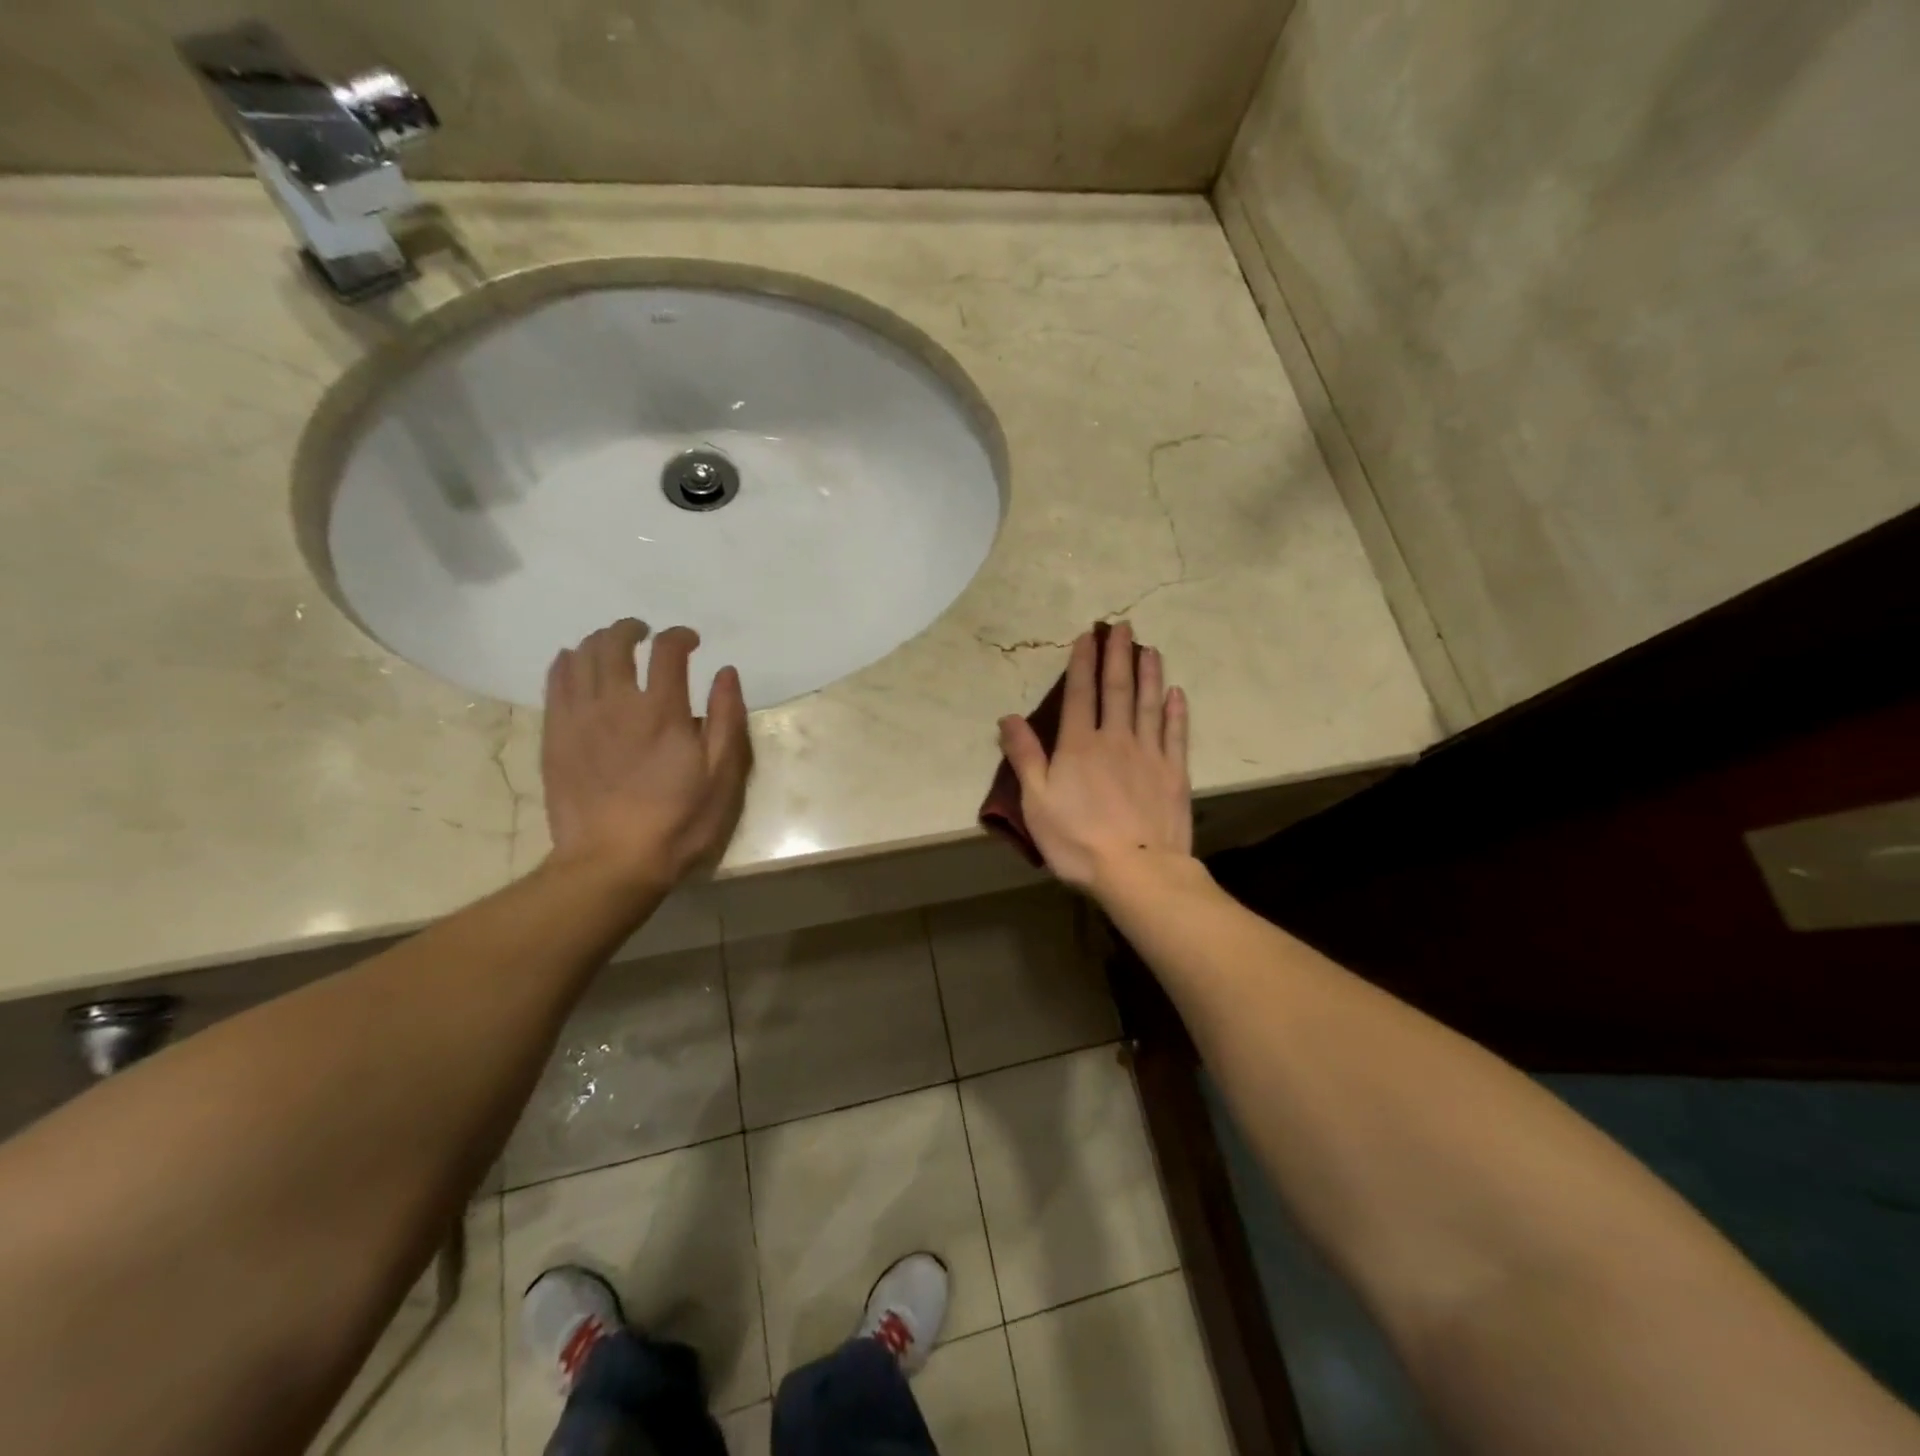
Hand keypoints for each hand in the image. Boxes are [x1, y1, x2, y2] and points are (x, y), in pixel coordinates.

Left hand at [540, 619, 751, 888]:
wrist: (612, 862)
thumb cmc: (679, 821)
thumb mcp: (722, 775)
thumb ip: (728, 718)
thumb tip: (725, 672)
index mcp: (662, 710)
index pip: (668, 650)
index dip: (681, 636)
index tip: (692, 641)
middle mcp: (616, 703)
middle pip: (615, 643)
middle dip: (632, 629)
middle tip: (646, 634)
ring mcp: (579, 718)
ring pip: (580, 657)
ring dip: (599, 642)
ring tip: (613, 646)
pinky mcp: (555, 736)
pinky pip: (554, 683)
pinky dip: (566, 663)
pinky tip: (573, 663)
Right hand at [998, 621, 1192, 894]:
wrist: (1137, 870)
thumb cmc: (1077, 839)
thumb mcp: (1035, 801)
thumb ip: (1024, 756)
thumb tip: (1007, 717)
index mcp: (1079, 745)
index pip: (1080, 693)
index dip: (1083, 662)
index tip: (1088, 636)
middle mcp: (1116, 739)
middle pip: (1118, 689)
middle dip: (1119, 655)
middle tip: (1124, 626)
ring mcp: (1149, 754)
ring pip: (1150, 704)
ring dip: (1149, 674)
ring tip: (1150, 648)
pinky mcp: (1174, 773)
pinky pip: (1176, 734)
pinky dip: (1176, 711)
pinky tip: (1176, 693)